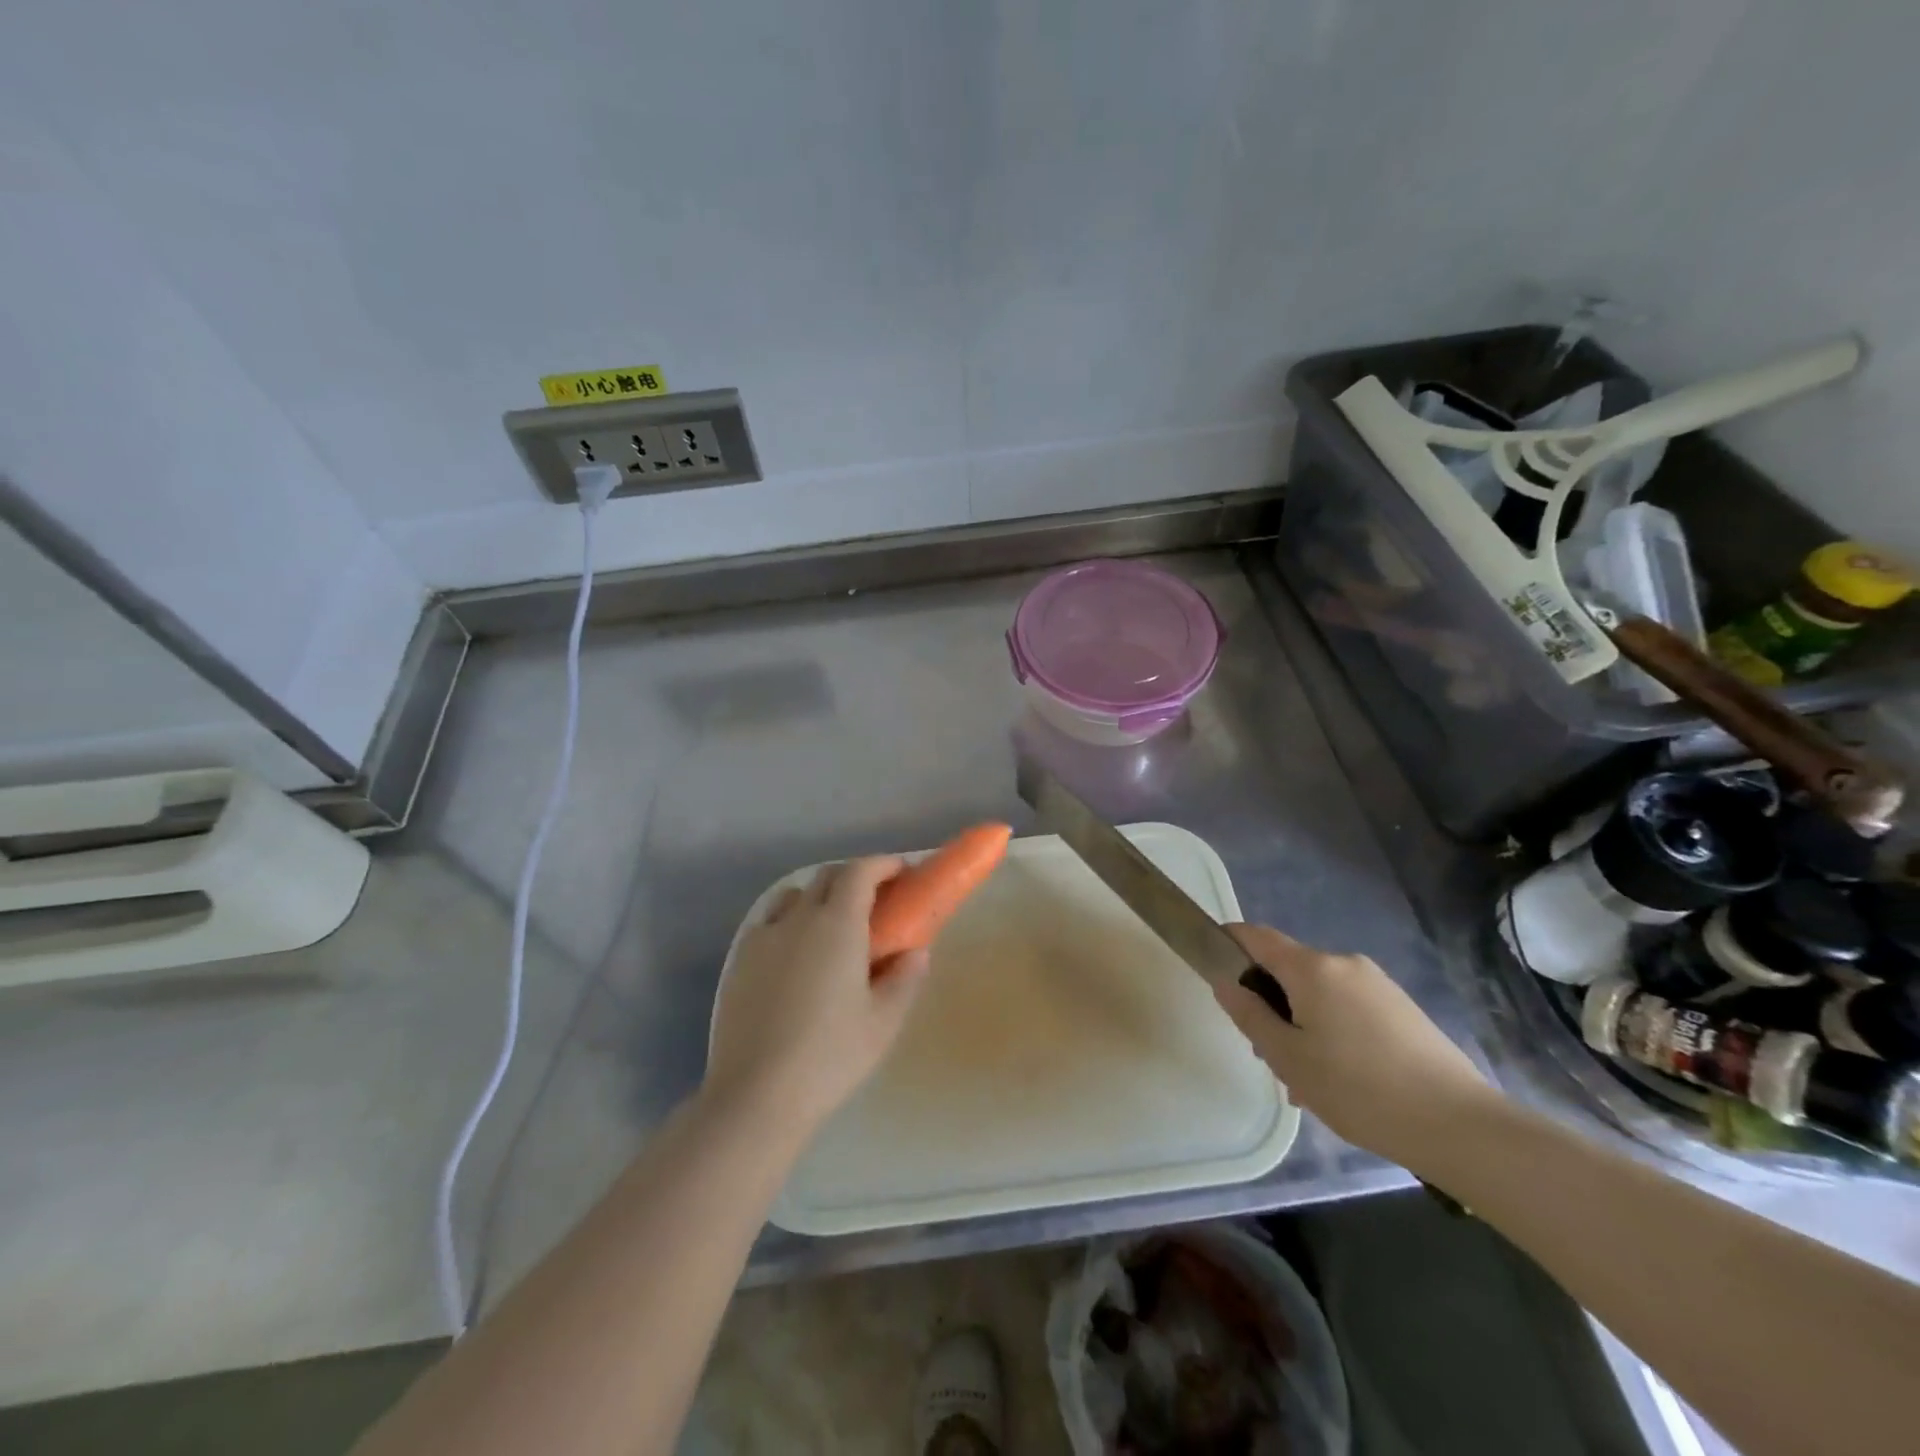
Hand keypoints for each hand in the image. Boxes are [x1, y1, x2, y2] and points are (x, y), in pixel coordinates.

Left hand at [704, 857, 930, 1138]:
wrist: (756, 1094)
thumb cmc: (831, 1055)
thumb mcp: (883, 1022)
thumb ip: (905, 978)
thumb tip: (916, 952)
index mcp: (838, 925)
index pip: (860, 872)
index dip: (883, 864)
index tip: (902, 872)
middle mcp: (799, 918)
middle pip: (827, 876)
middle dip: (855, 877)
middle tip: (876, 900)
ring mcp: (764, 937)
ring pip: (794, 896)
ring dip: (819, 896)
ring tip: (833, 925)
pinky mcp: (740, 960)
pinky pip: (769, 922)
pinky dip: (790, 921)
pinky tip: (796, 954)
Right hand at [1212, 924, 1494, 1166]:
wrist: (1461, 1126)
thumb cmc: (1359, 1090)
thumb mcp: (1289, 1058)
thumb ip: (1250, 1015)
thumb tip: (1226, 982)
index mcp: (1312, 968)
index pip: (1257, 936)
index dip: (1229, 942)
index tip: (1213, 966)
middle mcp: (1344, 964)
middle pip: (1289, 969)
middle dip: (1269, 1001)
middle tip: (1266, 1053)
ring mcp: (1378, 985)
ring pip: (1320, 993)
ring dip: (1301, 1023)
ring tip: (1305, 1081)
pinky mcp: (1402, 1009)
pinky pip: (1349, 1007)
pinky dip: (1332, 1030)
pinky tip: (1341, 1081)